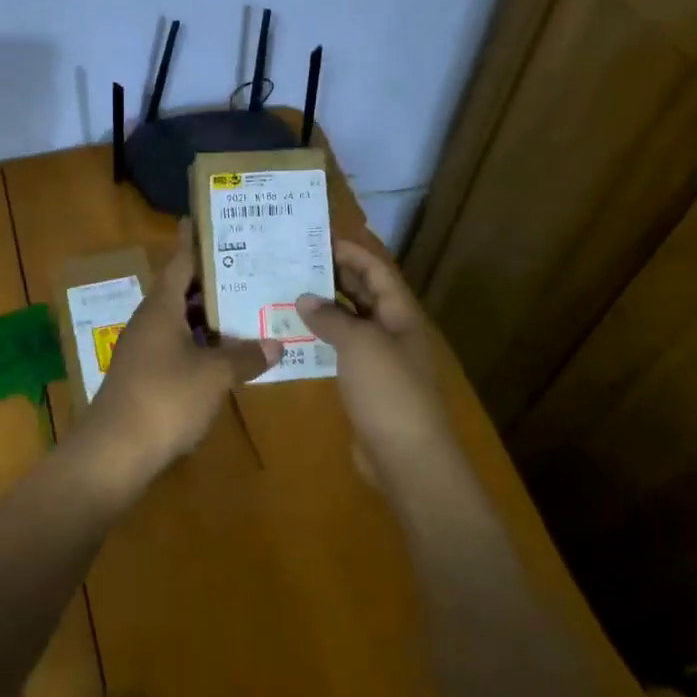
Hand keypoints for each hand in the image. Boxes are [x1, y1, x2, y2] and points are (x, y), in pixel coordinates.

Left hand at [91, 222, 278, 483]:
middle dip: (213, 278)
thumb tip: (276, 343)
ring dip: (209, 314)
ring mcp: (145, 349)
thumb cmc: (164, 399)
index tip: (207, 218)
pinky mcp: (146, 376)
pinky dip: (201, 343)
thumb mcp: (213, 376)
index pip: (180, 261)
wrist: (114, 452)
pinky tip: (226, 352)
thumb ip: (245, 357)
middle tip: (248, 263)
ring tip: (246, 304)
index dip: (195, 240)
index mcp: (161, 308)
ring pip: (181, 320)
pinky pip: (178, 346)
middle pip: (183, 289)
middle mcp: (150, 321)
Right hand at [297, 238, 454, 480]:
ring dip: (325, 309)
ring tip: (289, 293)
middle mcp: (393, 333)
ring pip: (351, 324)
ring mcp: (381, 361)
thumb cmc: (388, 391)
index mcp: (401, 316)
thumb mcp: (359, 344)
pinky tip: (296, 336)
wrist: (406, 458)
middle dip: (335, 276)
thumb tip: (304, 298)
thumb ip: (331, 317)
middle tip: (297, 262)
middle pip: (365, 295)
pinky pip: (342, 352)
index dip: (353, 252)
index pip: (377, 272)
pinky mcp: (366, 386)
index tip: (320, 238)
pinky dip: (322, 340)